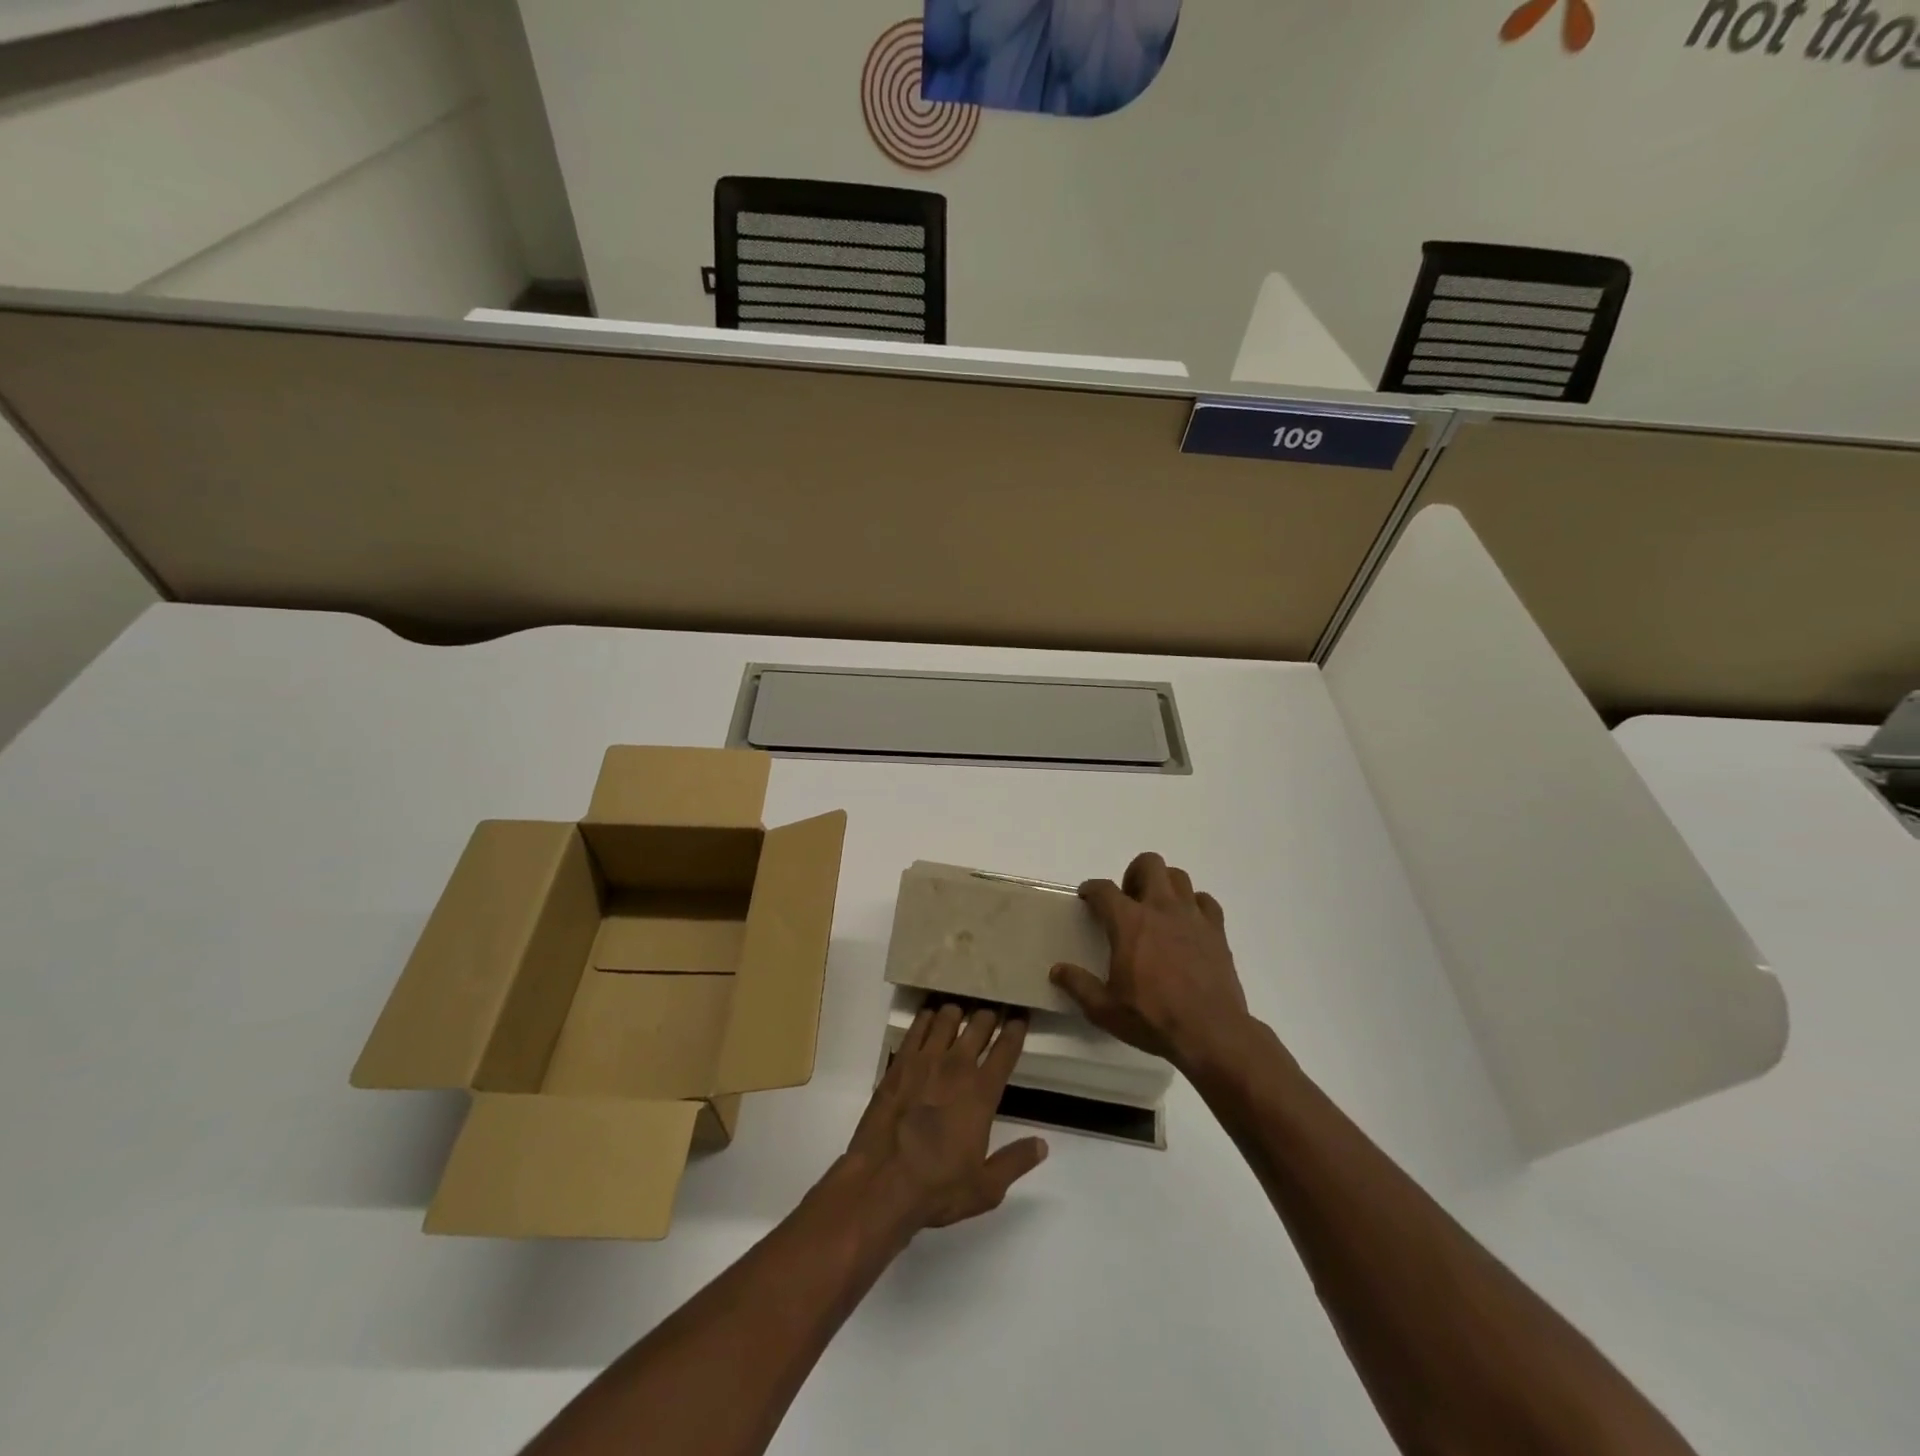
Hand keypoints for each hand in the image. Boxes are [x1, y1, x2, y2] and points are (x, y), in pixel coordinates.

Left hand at [844, 1002, 1047, 1233]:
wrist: (881, 1183)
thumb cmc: (937, 1187)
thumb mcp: (986, 1187)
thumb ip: (1016, 1161)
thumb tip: (1042, 1145)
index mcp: (982, 1092)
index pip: (1006, 1049)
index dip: (1016, 1029)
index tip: (1020, 1017)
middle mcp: (956, 1066)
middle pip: (979, 1024)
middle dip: (989, 1014)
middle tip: (993, 1011)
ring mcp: (925, 1060)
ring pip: (947, 1017)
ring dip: (958, 1011)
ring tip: (962, 1011)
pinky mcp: (899, 1062)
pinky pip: (917, 1026)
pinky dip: (927, 1016)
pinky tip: (930, 1016)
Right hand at [1050, 851, 1253, 1073]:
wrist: (1211, 1033)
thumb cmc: (1153, 1019)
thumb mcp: (1104, 1009)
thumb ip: (1078, 985)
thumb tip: (1057, 970)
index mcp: (1129, 922)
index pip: (1104, 889)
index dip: (1091, 889)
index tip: (1087, 897)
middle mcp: (1161, 908)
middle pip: (1149, 864)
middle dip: (1133, 874)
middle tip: (1128, 901)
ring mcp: (1192, 917)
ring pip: (1179, 876)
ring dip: (1164, 885)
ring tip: (1157, 909)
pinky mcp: (1216, 931)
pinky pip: (1205, 901)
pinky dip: (1194, 905)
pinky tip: (1187, 924)